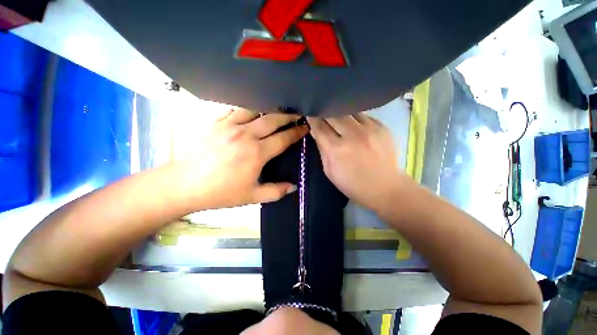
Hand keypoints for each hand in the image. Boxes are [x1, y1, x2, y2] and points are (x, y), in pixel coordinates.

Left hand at [175, 108, 307, 209]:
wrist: (185, 185)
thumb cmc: (221, 192)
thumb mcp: (252, 197)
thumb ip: (276, 192)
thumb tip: (294, 187)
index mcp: (257, 153)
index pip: (283, 138)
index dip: (296, 132)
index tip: (305, 127)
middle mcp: (246, 135)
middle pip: (272, 119)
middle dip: (288, 116)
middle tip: (296, 114)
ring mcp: (229, 126)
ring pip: (254, 109)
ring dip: (268, 108)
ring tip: (275, 110)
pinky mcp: (215, 122)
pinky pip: (234, 109)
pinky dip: (246, 109)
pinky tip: (250, 111)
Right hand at [307, 113, 401, 211]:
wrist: (384, 187)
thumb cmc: (352, 184)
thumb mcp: (329, 171)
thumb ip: (322, 149)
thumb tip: (316, 131)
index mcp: (336, 149)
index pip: (320, 126)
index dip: (312, 118)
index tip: (309, 114)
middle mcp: (352, 135)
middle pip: (333, 114)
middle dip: (324, 113)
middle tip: (322, 114)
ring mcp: (369, 129)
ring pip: (349, 111)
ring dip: (340, 114)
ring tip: (339, 120)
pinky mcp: (382, 127)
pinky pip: (364, 116)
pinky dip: (355, 119)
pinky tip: (355, 126)